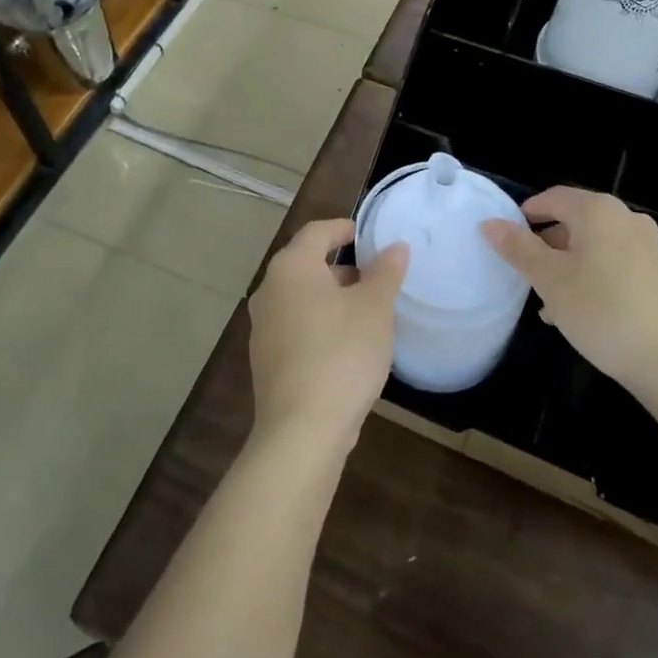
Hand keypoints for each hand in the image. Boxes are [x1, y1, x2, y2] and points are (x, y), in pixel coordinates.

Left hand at [248, 219, 408, 453]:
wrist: (302, 429)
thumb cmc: (342, 353)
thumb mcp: (375, 308)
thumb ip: (386, 272)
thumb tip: (395, 247)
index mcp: (292, 267)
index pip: (317, 232)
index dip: (343, 228)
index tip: (366, 234)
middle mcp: (269, 290)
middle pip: (306, 264)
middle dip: (341, 267)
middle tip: (374, 276)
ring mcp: (262, 327)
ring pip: (301, 298)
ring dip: (331, 298)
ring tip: (366, 312)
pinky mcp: (266, 360)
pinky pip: (296, 327)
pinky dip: (319, 324)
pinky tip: (346, 346)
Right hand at [481, 187, 657, 398]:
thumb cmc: (603, 311)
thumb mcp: (550, 280)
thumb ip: (518, 248)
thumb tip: (490, 223)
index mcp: (598, 211)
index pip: (552, 198)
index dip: (526, 215)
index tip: (507, 242)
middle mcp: (628, 218)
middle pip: (576, 222)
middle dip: (548, 247)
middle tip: (527, 277)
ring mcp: (651, 247)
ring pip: (596, 248)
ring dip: (570, 267)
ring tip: (551, 304)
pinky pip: (618, 266)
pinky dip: (596, 279)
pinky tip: (584, 314)